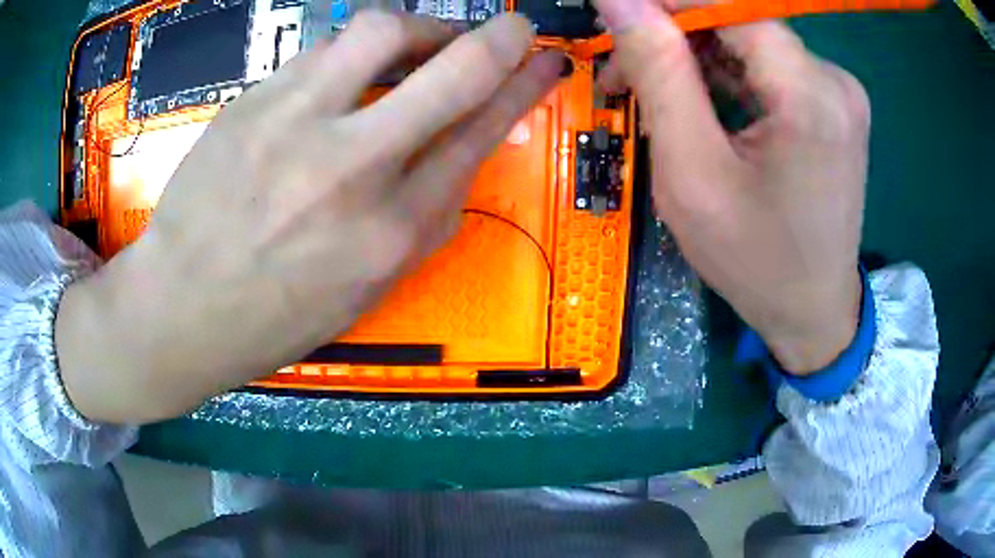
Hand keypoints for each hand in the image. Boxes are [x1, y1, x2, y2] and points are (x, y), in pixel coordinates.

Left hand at [55, 12, 564, 423]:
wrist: (181, 308)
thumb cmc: (275, 316)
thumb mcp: (367, 290)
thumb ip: (422, 222)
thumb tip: (458, 158)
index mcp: (390, 232)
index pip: (480, 135)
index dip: (523, 89)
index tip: (544, 63)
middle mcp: (351, 169)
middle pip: (451, 73)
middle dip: (497, 38)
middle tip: (513, 25)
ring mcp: (294, 125)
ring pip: (379, 33)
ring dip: (417, 29)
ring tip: (416, 45)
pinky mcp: (251, 103)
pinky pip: (319, 53)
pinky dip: (348, 55)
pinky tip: (343, 77)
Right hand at [593, 0, 868, 373]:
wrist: (813, 312)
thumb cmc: (756, 261)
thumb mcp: (693, 174)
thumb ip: (659, 74)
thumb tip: (619, 2)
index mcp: (810, 94)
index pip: (729, 5)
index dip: (668, 3)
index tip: (616, 17)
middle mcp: (834, 80)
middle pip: (739, 22)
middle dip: (674, 35)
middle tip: (621, 68)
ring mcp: (838, 92)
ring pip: (750, 42)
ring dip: (696, 57)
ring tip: (652, 92)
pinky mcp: (832, 105)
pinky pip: (769, 68)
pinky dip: (726, 75)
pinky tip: (698, 104)